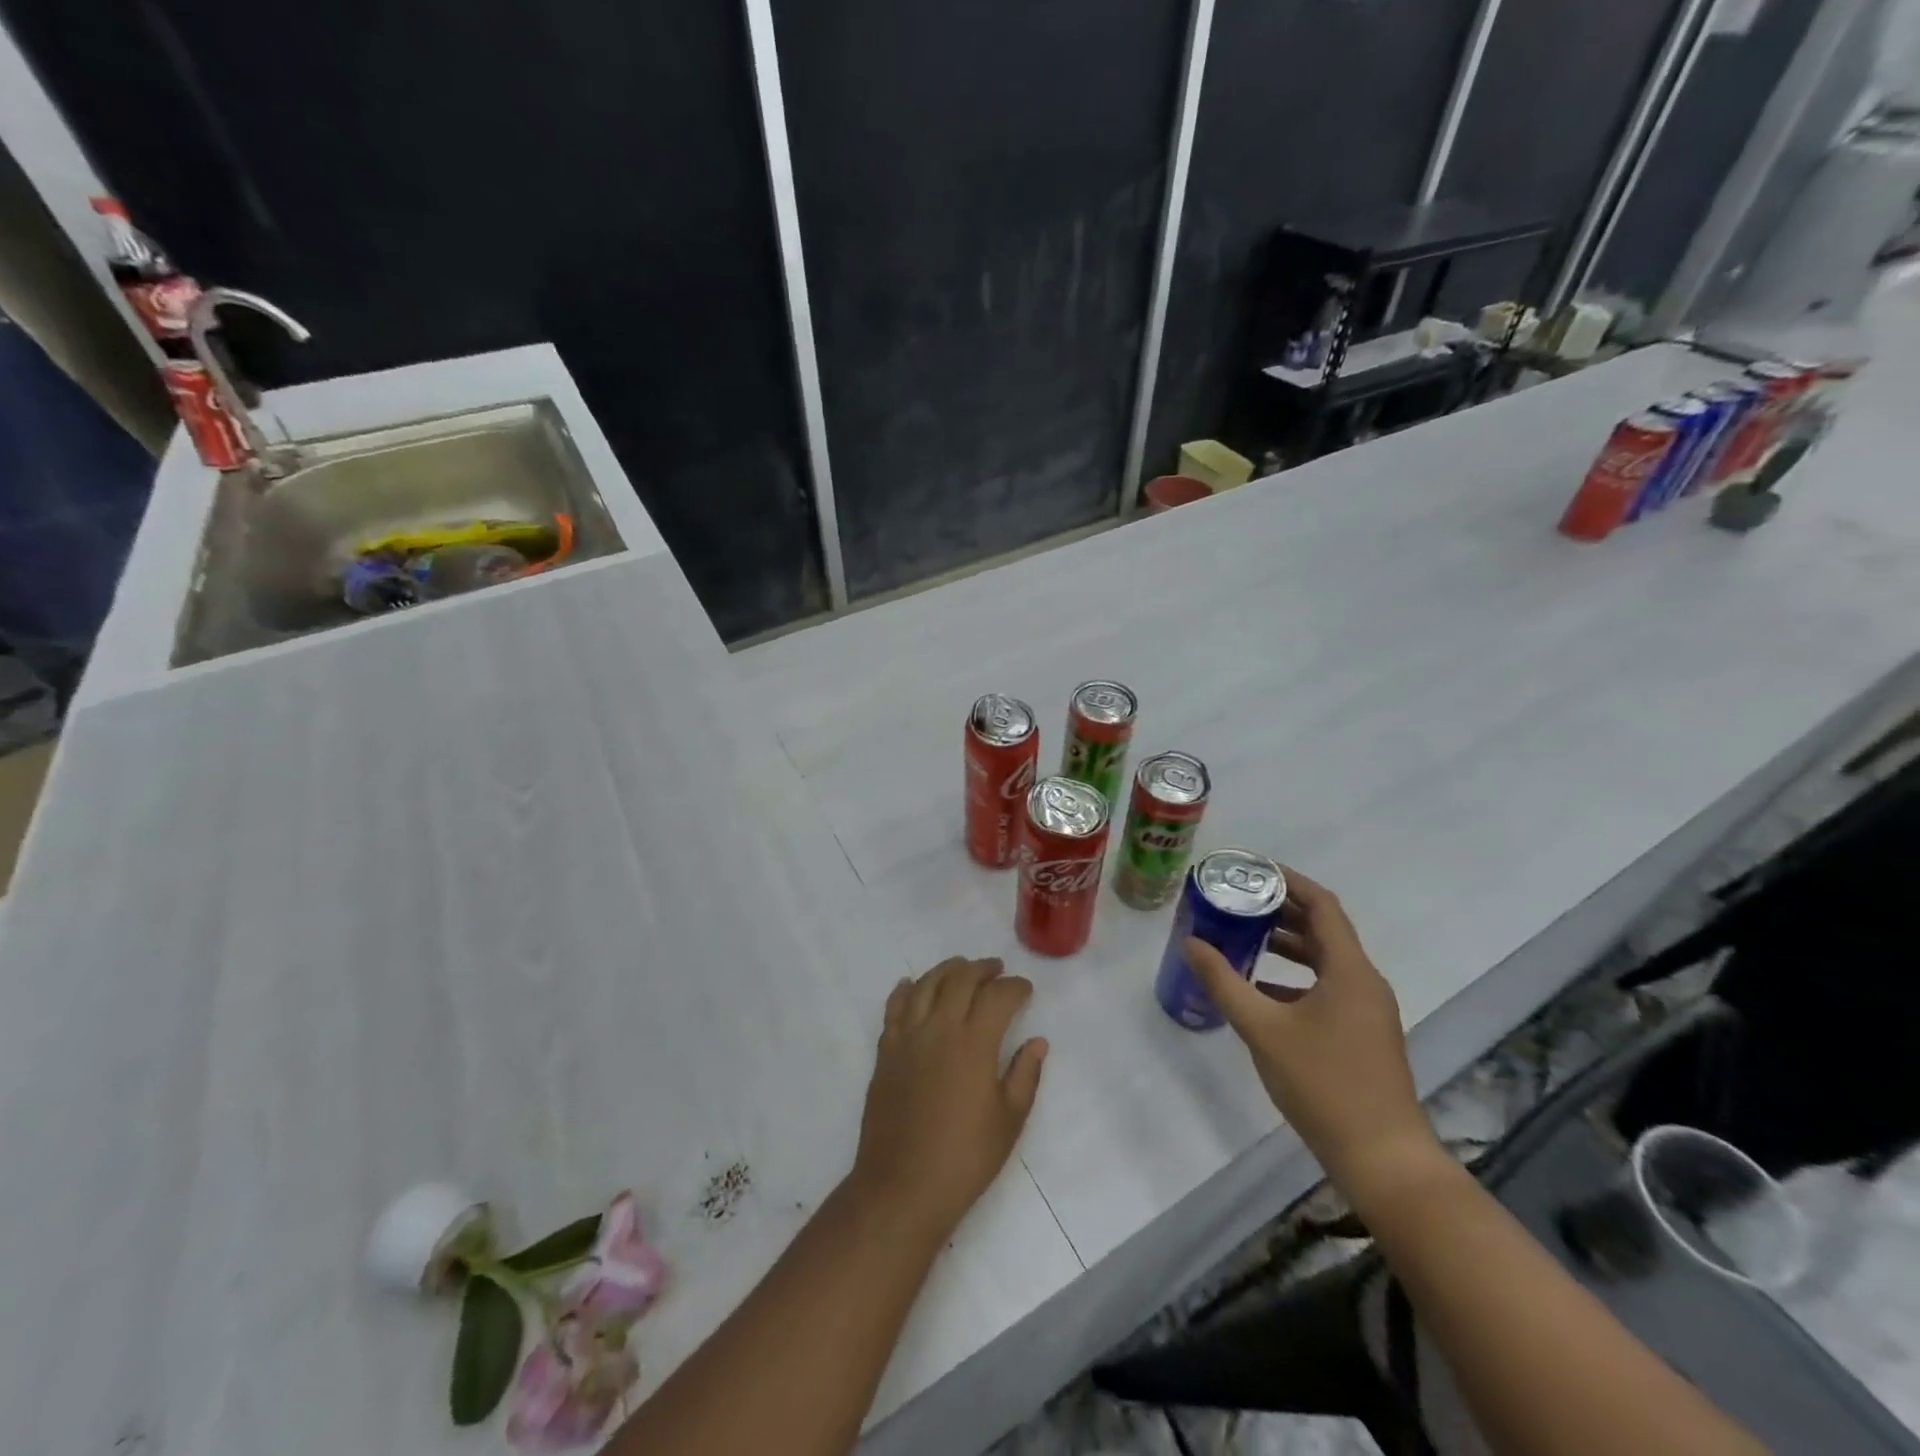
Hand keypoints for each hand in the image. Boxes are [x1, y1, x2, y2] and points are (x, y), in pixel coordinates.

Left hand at [848, 957, 1048, 1245]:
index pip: (998, 996)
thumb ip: (1025, 1075)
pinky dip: (905, 990)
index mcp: (974, 1043)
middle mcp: (939, 1028)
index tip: (1025, 990)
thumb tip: (1037, 1042)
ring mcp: (907, 1037)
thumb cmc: (964, 1158)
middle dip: (982, 969)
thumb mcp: (1008, 1120)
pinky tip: (911, 985)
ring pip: (925, 984)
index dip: (1015, 987)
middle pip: (960, 979)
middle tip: (997, 970)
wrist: (902, 1187)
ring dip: (946, 970)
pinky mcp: (885, 1051)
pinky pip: (894, 1007)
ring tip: (961, 968)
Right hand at [1184, 868, 1441, 1206]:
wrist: (1382, 1158)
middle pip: (1324, 929)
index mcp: (1350, 970)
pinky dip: (1294, 978)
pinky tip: (1260, 991)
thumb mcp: (1262, 1029)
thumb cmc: (1323, 1084)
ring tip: (1244, 937)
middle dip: (1282, 911)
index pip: (1322, 905)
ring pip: (1325, 960)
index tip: (1253, 869)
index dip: (1289, 881)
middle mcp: (1364, 981)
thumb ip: (1224, 982)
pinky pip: (1327, 987)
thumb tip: (1191, 943)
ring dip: (1287, 945)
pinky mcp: (1362, 1034)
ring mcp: (1367, 1010)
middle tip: (1239, 900)